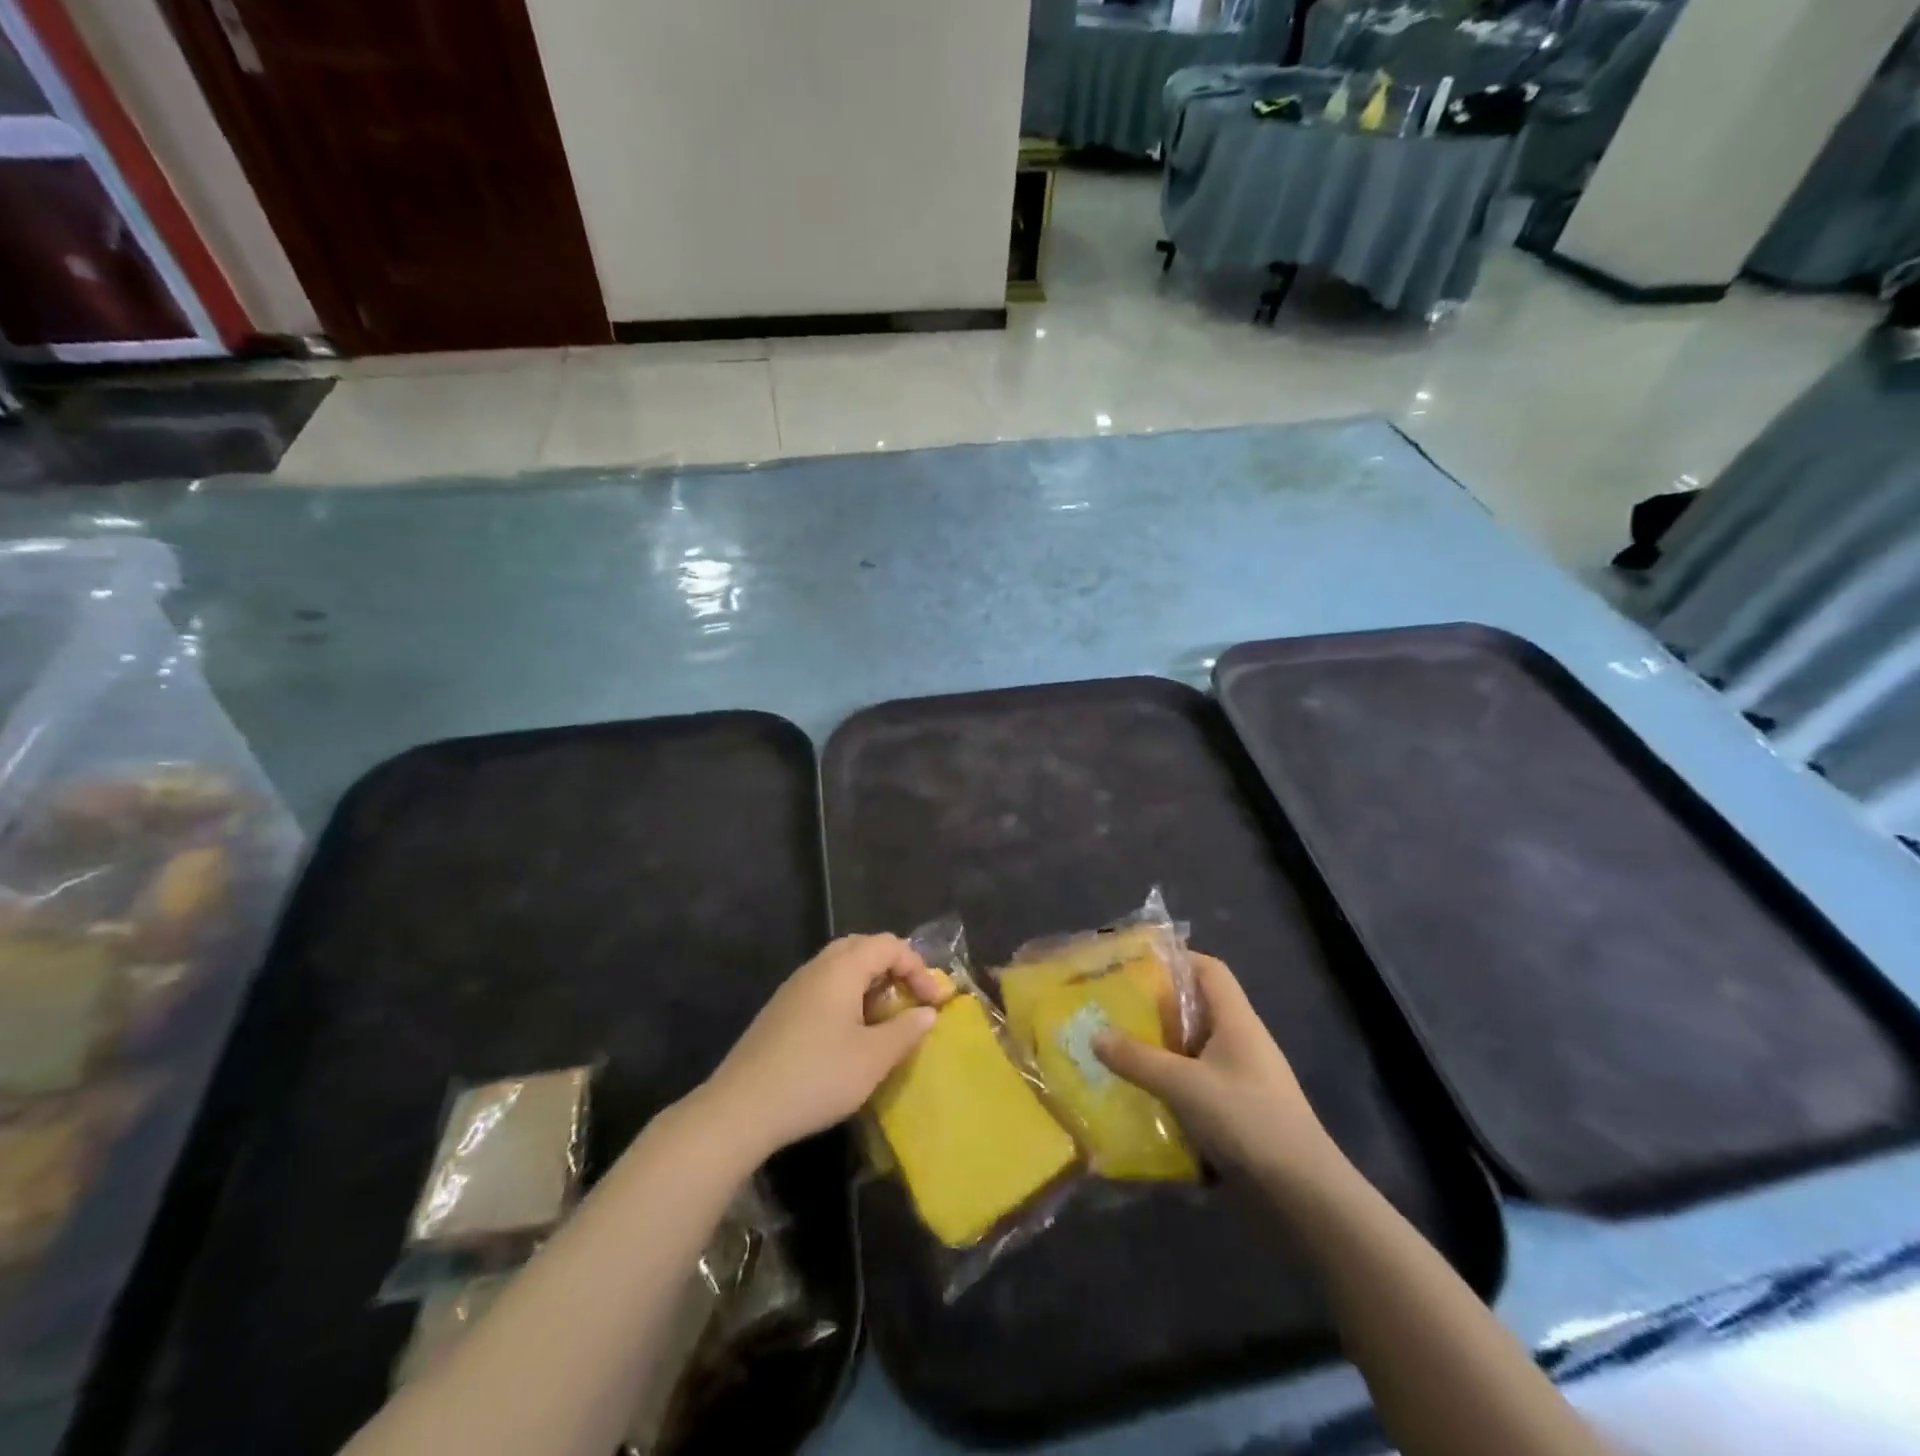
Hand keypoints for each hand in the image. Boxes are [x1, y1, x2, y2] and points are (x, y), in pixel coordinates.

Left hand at [699, 935, 944, 1160]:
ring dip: (870, 984)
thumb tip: (927, 1013)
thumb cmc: (816, 1076)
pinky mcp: (780, 1010)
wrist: (740, 1108)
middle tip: (909, 1001)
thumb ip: (906, 1030)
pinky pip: (824, 987)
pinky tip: (850, 1035)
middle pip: (863, 948)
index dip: (918, 968)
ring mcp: (794, 987)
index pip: (889, 945)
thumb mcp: (872, 1058)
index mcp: (842, 968)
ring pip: (841, 967)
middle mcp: (817, 967)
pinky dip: (847, 998)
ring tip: (884, 1020)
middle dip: (893, 969)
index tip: (934, 1004)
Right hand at [1095, 953, 1335, 1180]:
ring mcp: (1239, 1081)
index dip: (1175, 960)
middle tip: (1111, 1009)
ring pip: (1191, 1052)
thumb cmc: (1248, 1121)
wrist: (1303, 1198)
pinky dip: (1168, 1087)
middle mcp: (1239, 1043)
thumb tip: (1095, 1035)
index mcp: (1236, 1021)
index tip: (1133, 965)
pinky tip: (1137, 1098)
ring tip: (1113, 1051)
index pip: (1209, 970)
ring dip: (1157, 1052)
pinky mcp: (1234, 1115)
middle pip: (1195, 1009)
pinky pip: (1194, 1087)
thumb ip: (1138, 1060)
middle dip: (1154, 1009)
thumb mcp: (1185, 1085)